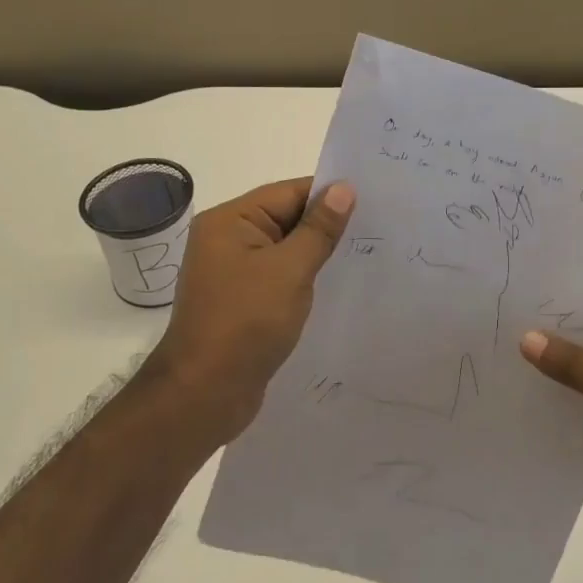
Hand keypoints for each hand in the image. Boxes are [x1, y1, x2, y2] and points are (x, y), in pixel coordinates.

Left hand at [148, 176, 352, 442]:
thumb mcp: (290, 270)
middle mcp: (227, 240)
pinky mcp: (243, 301)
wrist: (204, 394)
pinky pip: (280, 277)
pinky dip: (305, 278)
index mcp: (230, 221)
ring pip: (286, 250)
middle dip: (327, 224)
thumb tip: (344, 188)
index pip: (288, 192)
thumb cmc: (246, 323)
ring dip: (318, 253)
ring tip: (365, 254)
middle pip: (286, 218)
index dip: (328, 195)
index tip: (373, 200)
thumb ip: (319, 229)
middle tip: (378, 227)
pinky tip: (336, 285)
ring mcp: (233, 273)